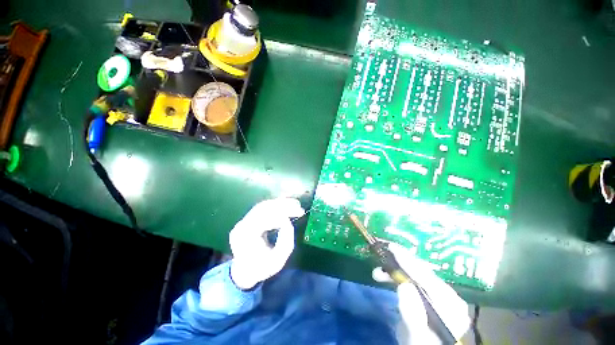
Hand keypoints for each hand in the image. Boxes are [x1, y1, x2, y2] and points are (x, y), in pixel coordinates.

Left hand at [229, 198, 304, 289]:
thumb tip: (288, 222)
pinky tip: (286, 206)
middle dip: (283, 205)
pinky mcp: (249, 219)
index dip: (282, 216)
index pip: (264, 220)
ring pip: (264, 205)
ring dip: (281, 203)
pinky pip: (263, 208)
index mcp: (246, 237)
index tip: (297, 216)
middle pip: (263, 208)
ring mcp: (244, 220)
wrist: (244, 272)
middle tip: (299, 206)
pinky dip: (276, 206)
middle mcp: (242, 225)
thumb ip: (285, 243)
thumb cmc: (261, 269)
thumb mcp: (277, 262)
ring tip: (295, 204)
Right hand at [373, 243, 470, 343]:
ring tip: (377, 272)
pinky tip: (386, 276)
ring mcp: (439, 294)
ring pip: (415, 274)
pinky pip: (412, 278)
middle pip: (421, 272)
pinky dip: (397, 275)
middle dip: (398, 262)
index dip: (408, 261)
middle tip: (380, 255)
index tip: (391, 247)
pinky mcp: (429, 294)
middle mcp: (447, 295)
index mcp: (450, 305)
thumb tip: (404, 285)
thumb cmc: (422, 344)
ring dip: (395, 270)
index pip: (427, 277)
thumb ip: (413, 315)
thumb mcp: (417, 336)